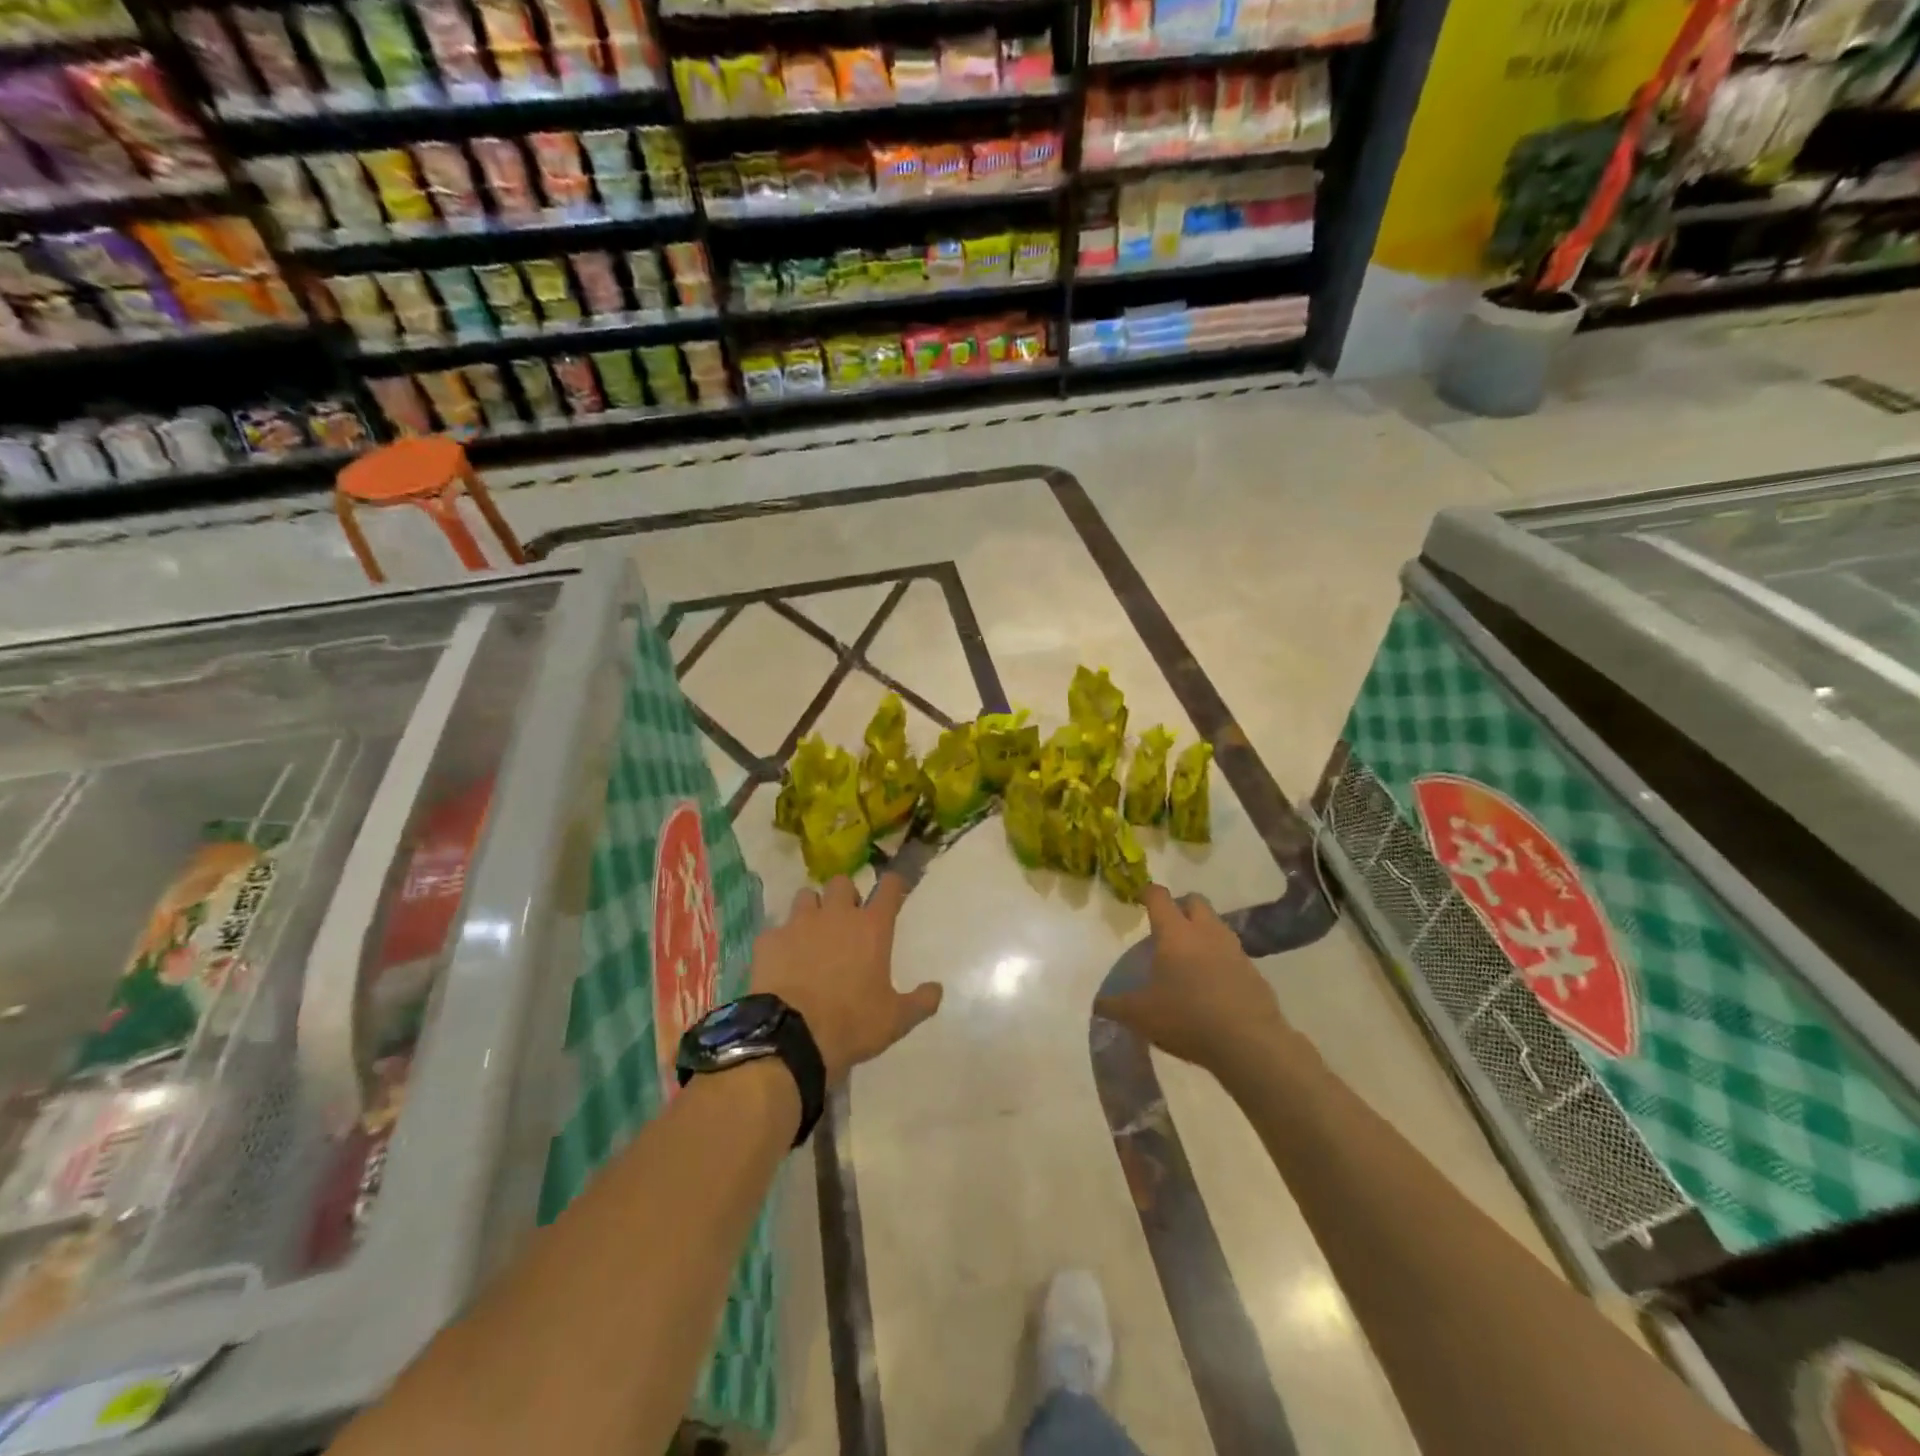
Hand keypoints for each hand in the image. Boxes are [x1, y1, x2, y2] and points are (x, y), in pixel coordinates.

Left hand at [750, 874, 941, 1084]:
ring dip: (812, 909)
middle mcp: (836, 915)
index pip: (889, 887)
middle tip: (846, 919)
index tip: (893, 888)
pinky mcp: (769, 939)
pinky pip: (777, 929)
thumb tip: (937, 989)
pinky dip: (782, 940)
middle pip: (842, 883)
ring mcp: (798, 923)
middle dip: (845, 896)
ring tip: (811, 933)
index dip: (893, 884)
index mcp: (871, 928)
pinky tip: (782, 960)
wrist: (790, 1038)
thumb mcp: (896, 1020)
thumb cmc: (851, 1024)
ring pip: (806, 896)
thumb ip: (921, 1001)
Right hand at [1095, 884, 1290, 1076]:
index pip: (1159, 897)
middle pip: (1194, 901)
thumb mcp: (1140, 1015)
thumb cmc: (1187, 1017)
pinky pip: (1232, 953)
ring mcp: (1234, 949)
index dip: (1147, 893)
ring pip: (1216, 925)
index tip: (1139, 898)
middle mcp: (1206, 932)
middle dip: (1180, 906)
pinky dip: (1220, 959)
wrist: (1249, 1042)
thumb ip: (1115, 1006)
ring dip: (1202, 931)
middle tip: (1167, 927)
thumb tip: (1098, 1004)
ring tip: (1189, 957)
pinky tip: (1212, 984)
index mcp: (1175, 933)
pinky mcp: (1253, 971)